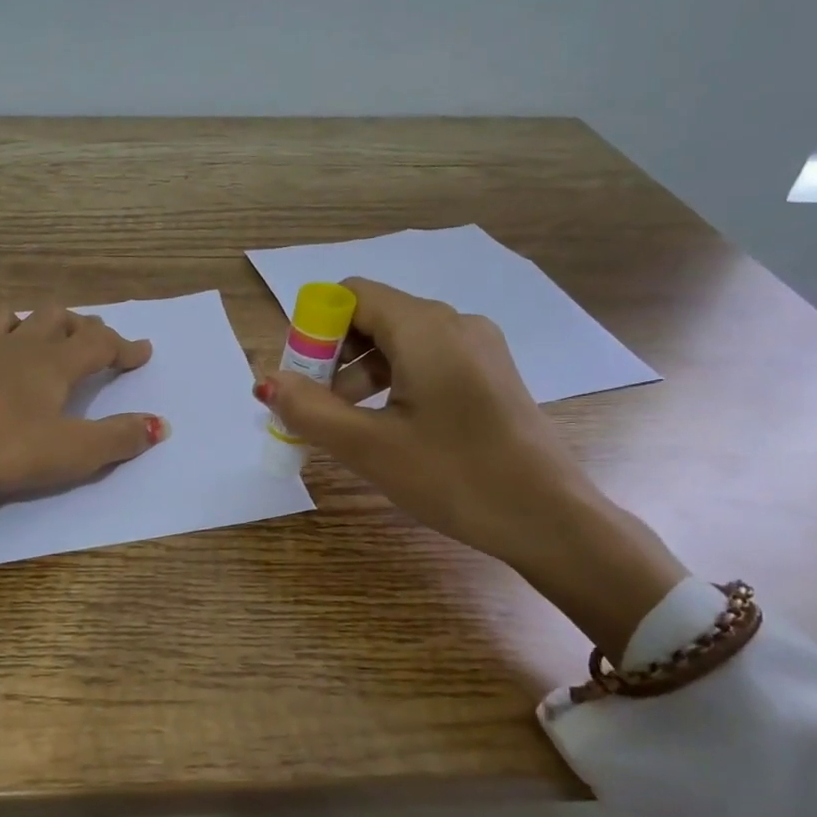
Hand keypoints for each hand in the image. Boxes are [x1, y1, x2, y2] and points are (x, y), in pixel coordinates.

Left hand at [0, 307, 166, 528]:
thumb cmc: (4, 447)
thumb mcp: (72, 451)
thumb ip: (118, 438)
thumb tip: (161, 425)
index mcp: (54, 364)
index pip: (100, 342)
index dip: (125, 346)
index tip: (143, 352)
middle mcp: (19, 347)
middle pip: (57, 317)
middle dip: (81, 325)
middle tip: (93, 340)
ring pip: (10, 316)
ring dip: (31, 321)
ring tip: (39, 336)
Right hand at [260, 277, 684, 656]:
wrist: (551, 519)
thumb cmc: (455, 478)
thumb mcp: (369, 447)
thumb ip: (310, 409)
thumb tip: (266, 381)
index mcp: (425, 328)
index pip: (351, 296)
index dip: (314, 329)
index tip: (300, 379)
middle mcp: (454, 323)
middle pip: (373, 316)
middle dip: (333, 356)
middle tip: (315, 407)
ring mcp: (478, 348)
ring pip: (399, 341)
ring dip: (360, 373)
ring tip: (346, 425)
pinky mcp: (489, 374)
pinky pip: (426, 361)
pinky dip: (393, 383)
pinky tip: (387, 427)